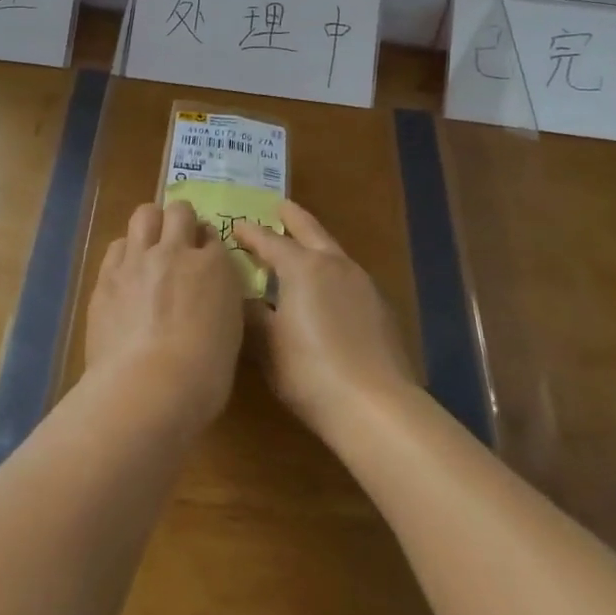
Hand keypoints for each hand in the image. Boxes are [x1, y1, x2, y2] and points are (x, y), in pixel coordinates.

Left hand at [85, 201, 244, 436]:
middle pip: (179, 211)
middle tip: (178, 241)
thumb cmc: (203, 376)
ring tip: (149, 245)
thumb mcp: (229, 334)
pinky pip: (117, 245)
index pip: (212, 236)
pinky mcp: (107, 276)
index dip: (207, 245)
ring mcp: (138, 260)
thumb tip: (206, 296)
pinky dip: (125, 252)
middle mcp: (176, 252)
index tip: (204, 258)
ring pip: (144, 215)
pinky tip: (126, 271)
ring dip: (151, 224)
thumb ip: (218, 302)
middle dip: (180, 220)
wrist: (148, 387)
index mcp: (215, 267)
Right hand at [232, 201, 417, 442]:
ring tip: (300, 249)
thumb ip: (251, 315)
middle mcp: (334, 265)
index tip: (235, 226)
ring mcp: (362, 284)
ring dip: (314, 245)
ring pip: (333, 252)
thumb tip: (241, 297)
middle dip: (292, 218)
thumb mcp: (267, 345)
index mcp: (302, 267)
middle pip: (310, 231)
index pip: (269, 241)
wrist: (376, 406)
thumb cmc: (309, 371)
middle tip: (279, 207)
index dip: (250, 233)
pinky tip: (327, 291)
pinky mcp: (380, 308)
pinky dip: (331, 272)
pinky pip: (348, 277)